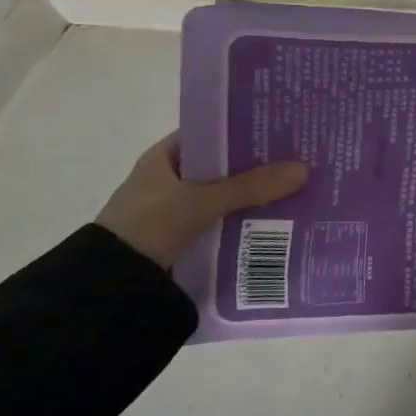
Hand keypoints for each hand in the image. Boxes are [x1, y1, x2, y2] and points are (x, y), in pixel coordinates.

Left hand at [96, 133, 308, 268]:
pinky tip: (277, 220)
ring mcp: (176, 210)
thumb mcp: (202, 202)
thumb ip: (251, 186)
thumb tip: (304, 169)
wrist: (111, 287)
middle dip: (258, 165)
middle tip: (300, 159)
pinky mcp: (184, 237)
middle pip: (224, 166)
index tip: (281, 129)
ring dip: (255, 195)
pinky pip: (223, 220)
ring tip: (299, 188)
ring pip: (226, 195)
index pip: (212, 133)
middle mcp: (169, 179)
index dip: (244, 129)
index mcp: (164, 158)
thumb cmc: (148, 226)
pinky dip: (245, 220)